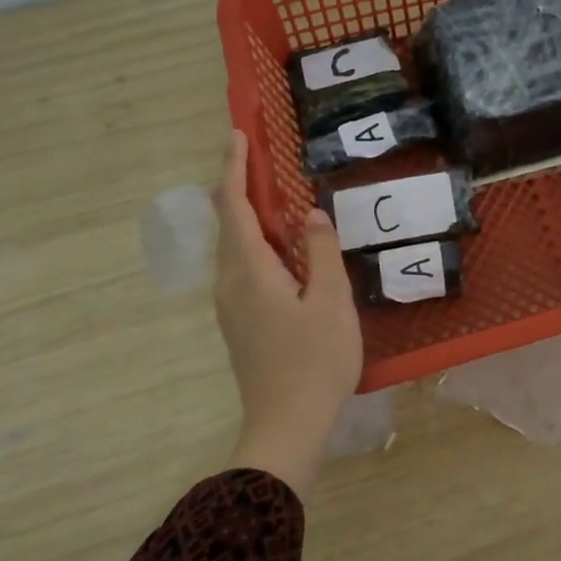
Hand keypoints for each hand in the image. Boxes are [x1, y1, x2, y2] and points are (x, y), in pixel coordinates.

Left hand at [211, 130, 362, 498]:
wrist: (286, 426)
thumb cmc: (314, 361)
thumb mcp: (331, 301)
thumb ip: (321, 252)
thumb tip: (311, 215)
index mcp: (249, 271)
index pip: (233, 206)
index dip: (234, 168)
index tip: (238, 135)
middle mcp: (230, 283)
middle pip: (228, 223)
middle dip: (240, 187)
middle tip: (263, 158)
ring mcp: (231, 306)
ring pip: (236, 248)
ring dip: (251, 216)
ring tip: (277, 197)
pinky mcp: (240, 323)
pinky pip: (243, 268)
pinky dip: (258, 244)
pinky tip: (284, 249)